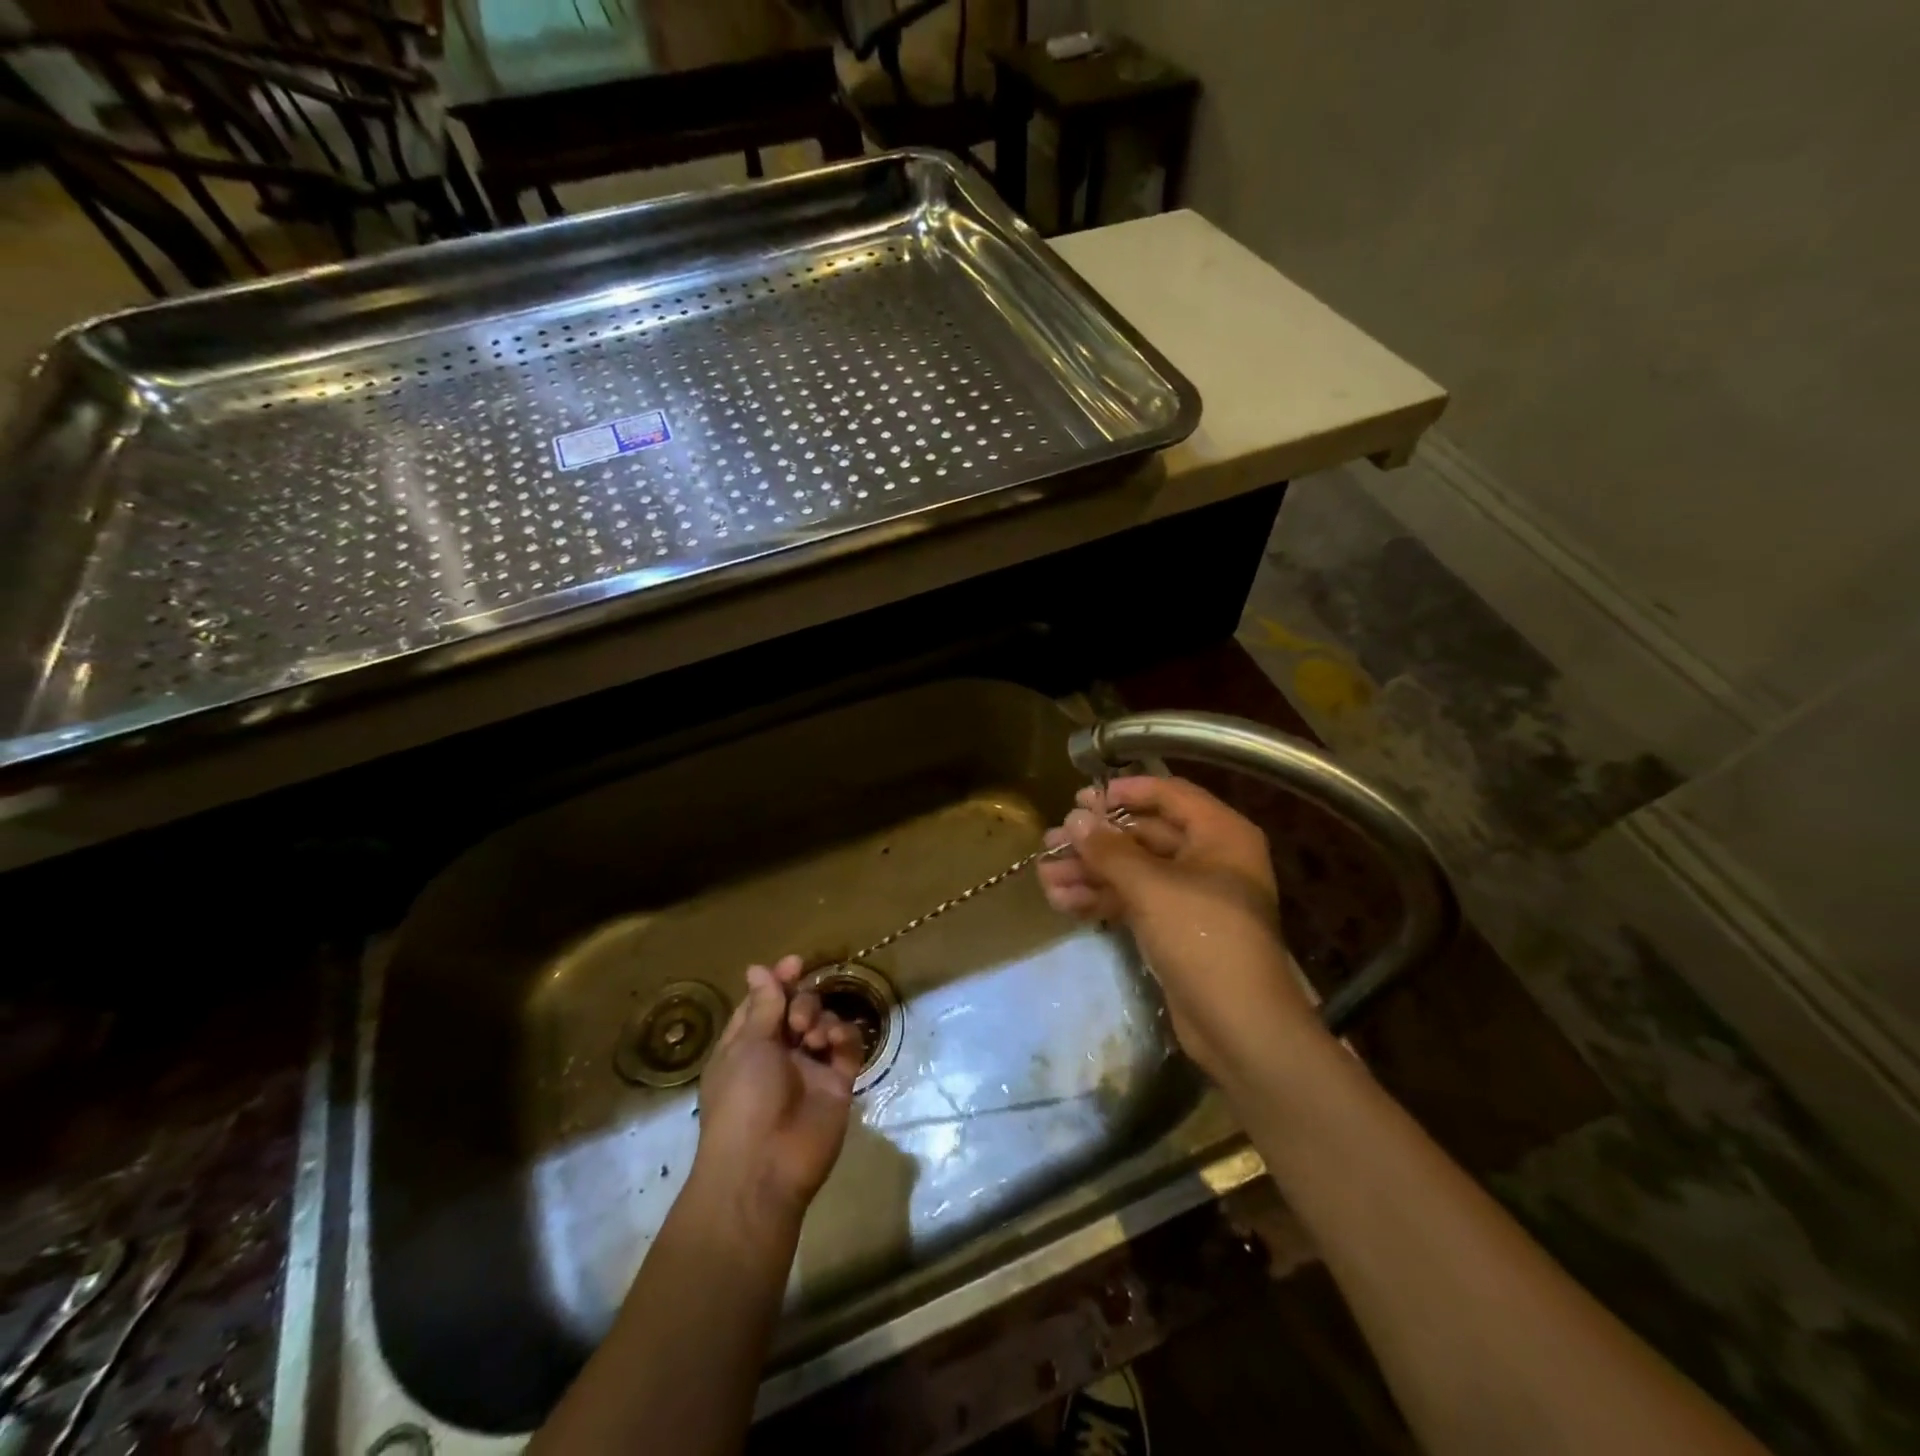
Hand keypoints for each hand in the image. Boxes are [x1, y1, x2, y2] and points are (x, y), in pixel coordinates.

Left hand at [689, 955, 862, 1243]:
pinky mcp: (837, 1083)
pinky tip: (835, 1042)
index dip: (778, 981)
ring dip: (821, 1019)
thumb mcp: (748, 1047)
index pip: (764, 1003)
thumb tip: (757, 968)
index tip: (795, 963)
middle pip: (797, 1009)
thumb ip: (763, 1006)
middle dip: (802, 1002)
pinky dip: (844, 1036)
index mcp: (746, 1045)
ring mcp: (810, 1069)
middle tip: (799, 1021)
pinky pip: (847, 1047)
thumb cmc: (743, 1101)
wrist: (766, 1167)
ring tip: (815, 1037)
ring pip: (824, 1024)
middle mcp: (778, 1054)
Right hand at [1038, 776, 1317, 1082]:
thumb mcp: (1152, 887)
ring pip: (1133, 871)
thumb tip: (1075, 818)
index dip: (1125, 791)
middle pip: (1144, 835)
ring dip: (1090, 872)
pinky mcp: (1175, 928)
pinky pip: (1134, 901)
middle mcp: (1209, 858)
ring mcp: (1192, 896)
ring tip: (1045, 876)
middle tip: (1051, 841)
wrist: (1240, 1026)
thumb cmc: (1203, 939)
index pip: (1170, 794)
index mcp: (1220, 835)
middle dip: (1095, 841)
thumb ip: (1110, 850)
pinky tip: (1062, 902)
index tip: (1082, 798)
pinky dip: (1101, 899)